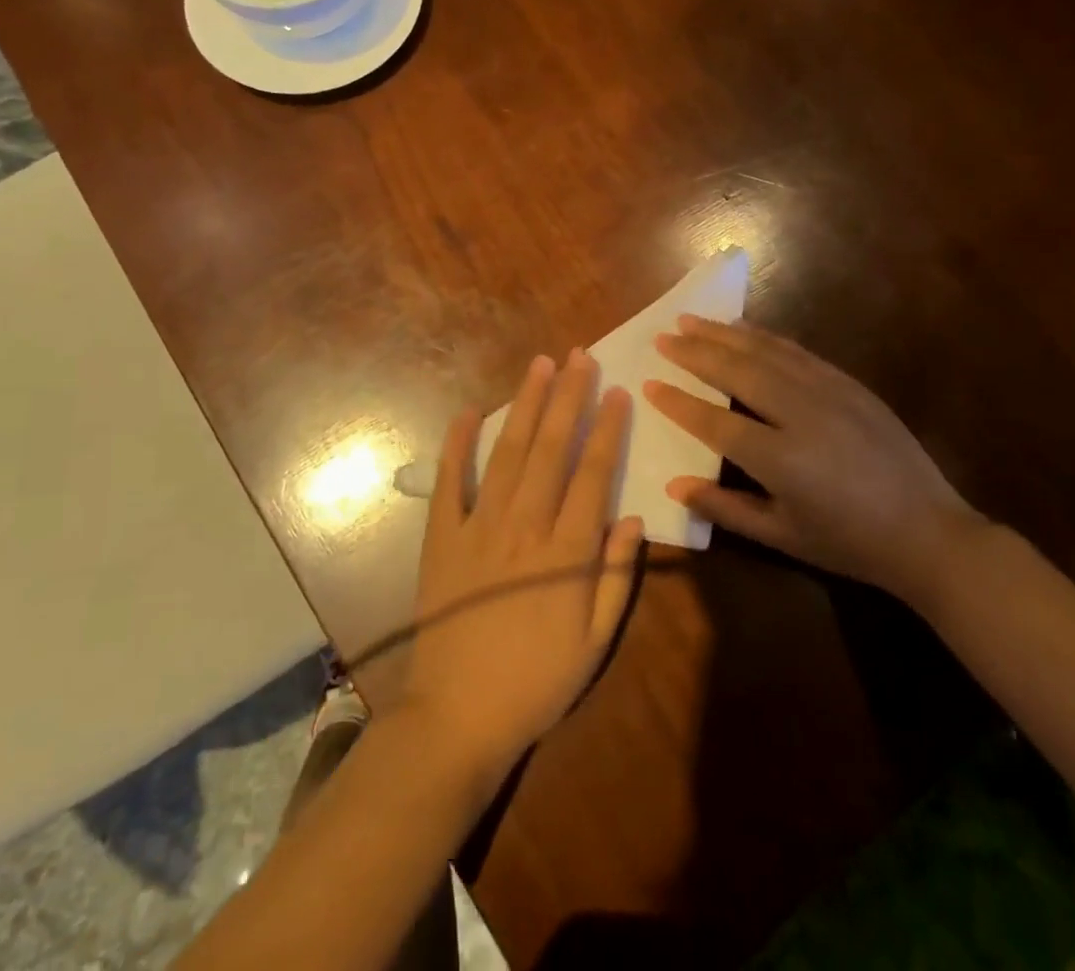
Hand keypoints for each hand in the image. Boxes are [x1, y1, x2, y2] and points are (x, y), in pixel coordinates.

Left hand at [399, 349, 644, 779]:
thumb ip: (617, 578)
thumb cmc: (535, 683)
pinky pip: (450, 482)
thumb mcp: (594, 643)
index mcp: (566, 552)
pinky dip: (458, 445)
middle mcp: (524, 526)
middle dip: (568, 398)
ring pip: (508, 453)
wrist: (457, 717)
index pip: (593, 474)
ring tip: (539, 366)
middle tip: (579, 356)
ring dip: (525, 406)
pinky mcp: (442, 537)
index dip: (607, 429)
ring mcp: (478, 527)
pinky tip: (469, 412)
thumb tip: (632, 518)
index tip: (617, 391)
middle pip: (551, 449)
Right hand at [643, 316, 985, 610]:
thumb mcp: (783, 536)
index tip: (649, 384)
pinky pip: (797, 352)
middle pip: (737, 372)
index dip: (679, 403)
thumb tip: (675, 485)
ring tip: (692, 320)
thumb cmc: (849, 543)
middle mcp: (801, 415)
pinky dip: (764, 337)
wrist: (929, 532)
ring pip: (766, 352)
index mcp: (781, 459)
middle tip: (663, 336)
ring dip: (725, 334)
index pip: (715, 422)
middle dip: (695, 352)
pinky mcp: (849, 384)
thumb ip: (725, 508)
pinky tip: (744, 328)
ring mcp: (829, 392)